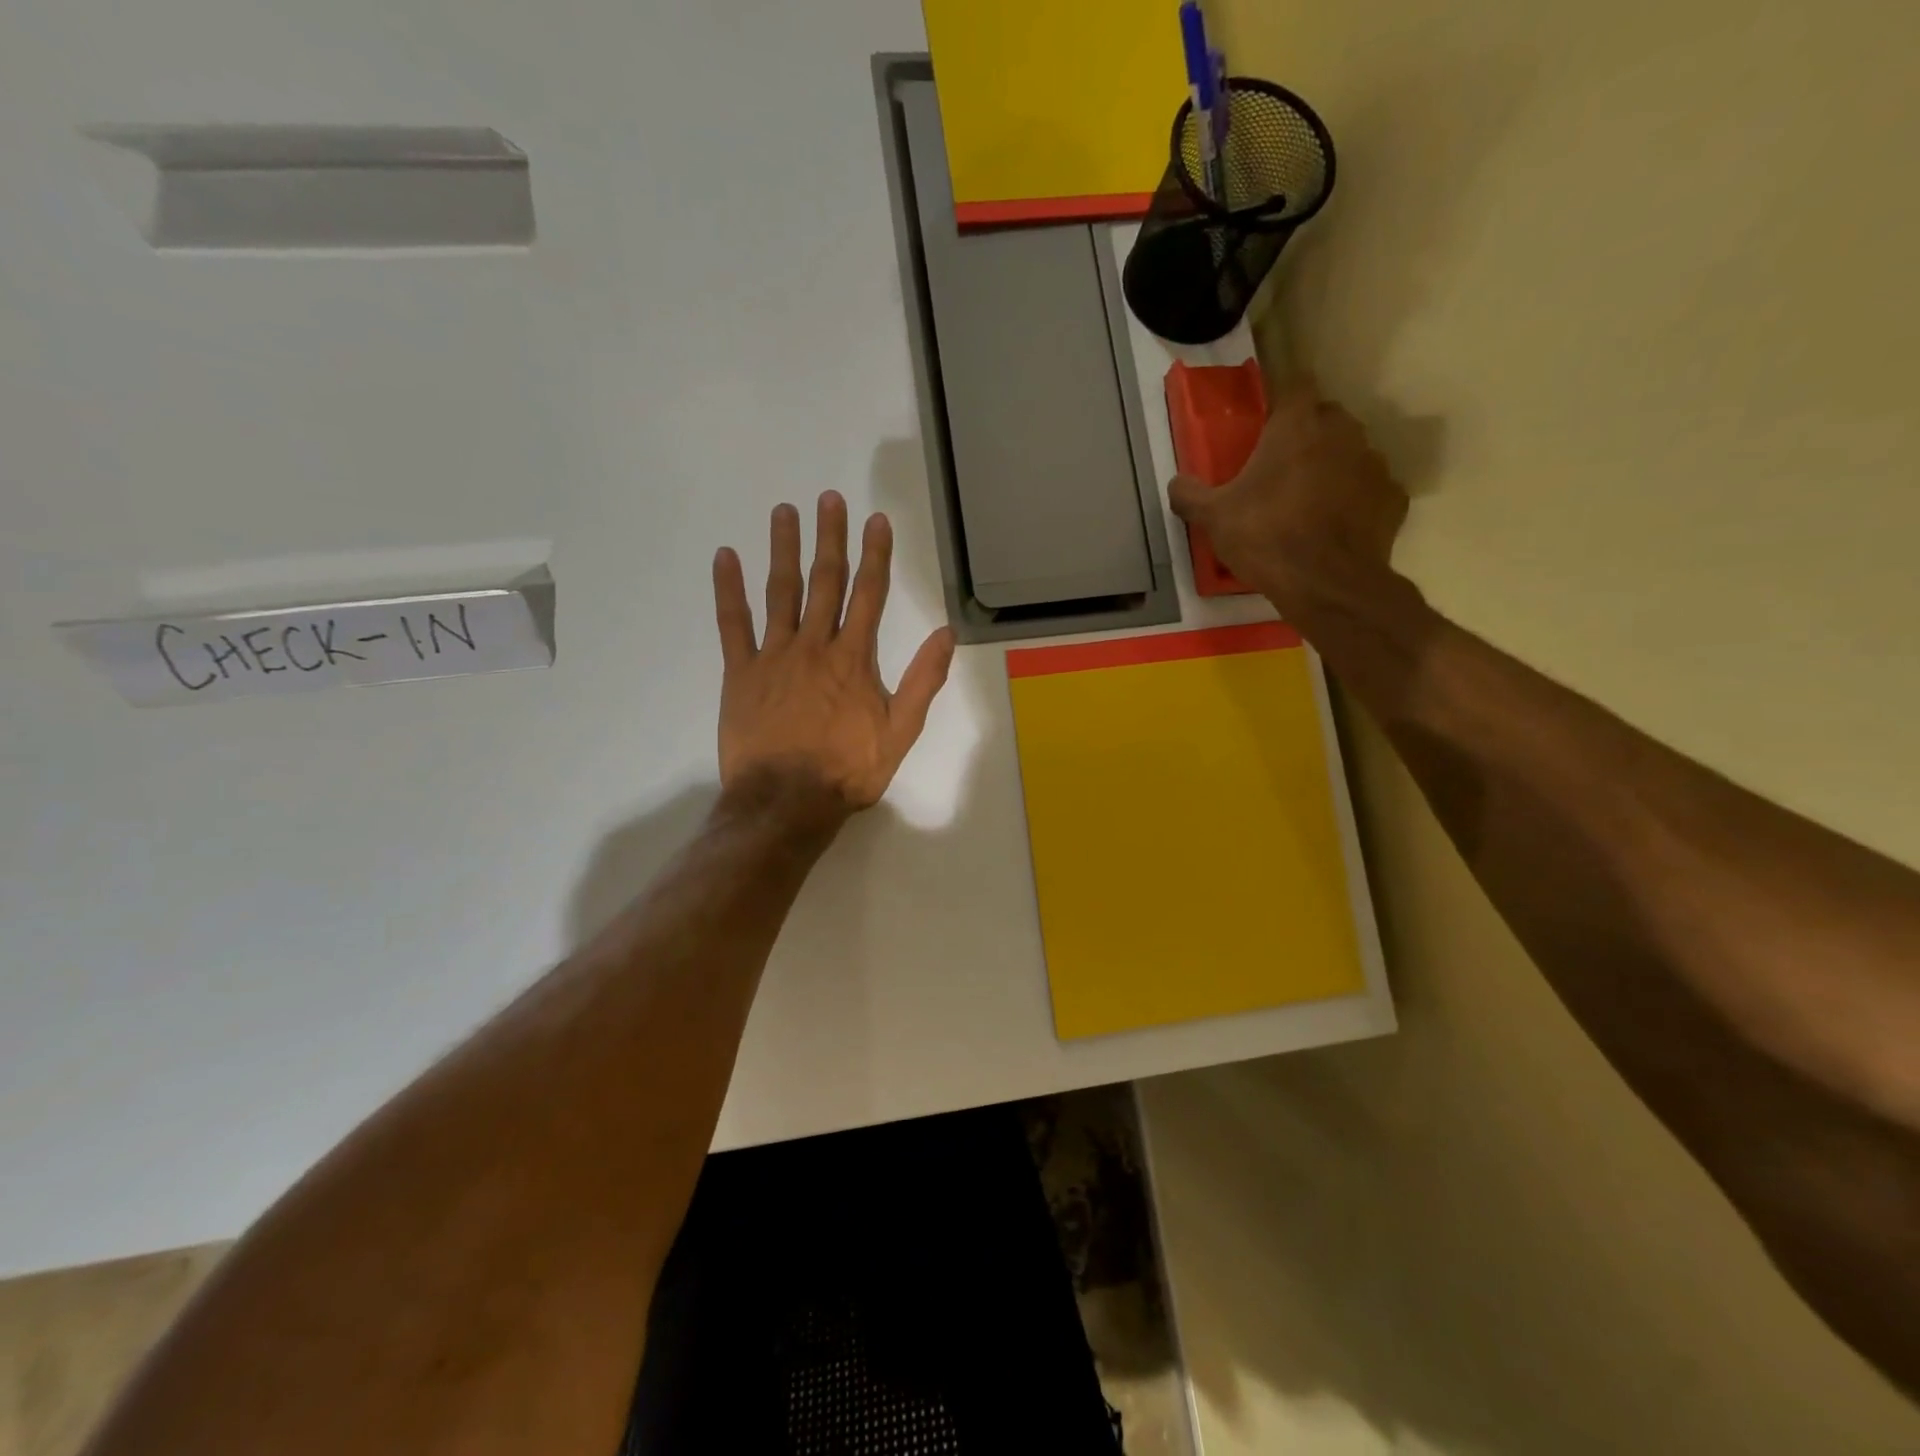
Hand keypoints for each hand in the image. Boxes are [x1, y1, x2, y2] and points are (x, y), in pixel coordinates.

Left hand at [713, 491, 955, 816]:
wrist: (787, 801)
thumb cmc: (848, 771)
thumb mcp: (900, 732)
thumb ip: (923, 681)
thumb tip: (947, 634)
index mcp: (855, 659)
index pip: (869, 595)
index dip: (875, 555)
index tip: (876, 520)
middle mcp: (815, 646)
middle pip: (825, 582)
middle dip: (830, 537)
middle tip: (828, 497)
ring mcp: (774, 656)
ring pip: (780, 592)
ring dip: (783, 549)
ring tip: (784, 512)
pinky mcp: (740, 673)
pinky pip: (733, 624)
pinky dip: (728, 590)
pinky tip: (724, 558)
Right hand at [1169, 376, 1409, 618]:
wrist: (1326, 583)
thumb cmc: (1265, 537)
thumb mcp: (1213, 518)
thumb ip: (1190, 495)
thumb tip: (1176, 483)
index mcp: (1297, 426)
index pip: (1295, 385)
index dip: (1281, 401)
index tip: (1266, 422)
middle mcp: (1342, 432)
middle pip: (1325, 417)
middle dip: (1306, 434)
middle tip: (1281, 467)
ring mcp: (1374, 463)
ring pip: (1350, 452)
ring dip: (1332, 466)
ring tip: (1309, 501)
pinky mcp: (1393, 497)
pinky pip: (1370, 489)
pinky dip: (1355, 500)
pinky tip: (1336, 526)